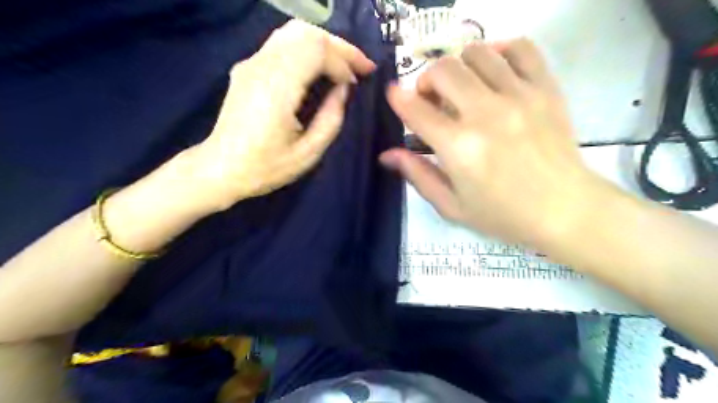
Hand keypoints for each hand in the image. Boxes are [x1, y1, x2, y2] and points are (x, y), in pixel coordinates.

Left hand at [194, 19, 376, 209]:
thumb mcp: (308, 153)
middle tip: (361, 66)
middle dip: (339, 46)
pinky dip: (308, 49)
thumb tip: (343, 89)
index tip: (356, 83)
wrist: (220, 169)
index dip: (342, 62)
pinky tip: (319, 68)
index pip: (315, 50)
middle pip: (306, 33)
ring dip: (324, 44)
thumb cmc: (266, 167)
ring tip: (344, 65)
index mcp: (276, 88)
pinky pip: (282, 44)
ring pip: (293, 33)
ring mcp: (251, 63)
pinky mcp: (247, 68)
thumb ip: (331, 118)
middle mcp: (261, 67)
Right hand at [378, 40, 607, 246]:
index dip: (398, 99)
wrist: (565, 211)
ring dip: (459, 67)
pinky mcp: (545, 89)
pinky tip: (495, 71)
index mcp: (458, 147)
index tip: (395, 97)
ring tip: (463, 88)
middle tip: (432, 100)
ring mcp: (518, 96)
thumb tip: (388, 154)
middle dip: (427, 80)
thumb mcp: (452, 206)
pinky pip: (521, 48)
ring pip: (477, 52)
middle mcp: (485, 114)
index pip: (415, 108)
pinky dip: (500, 51)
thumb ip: (418, 175)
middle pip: (443, 70)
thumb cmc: (503, 215)